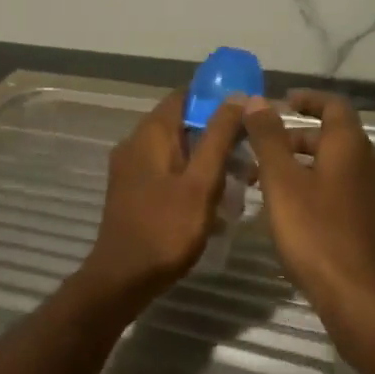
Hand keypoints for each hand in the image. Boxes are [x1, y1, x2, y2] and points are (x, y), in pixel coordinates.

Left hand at [79, 89, 247, 304]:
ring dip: (207, 159)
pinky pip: (168, 171)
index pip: (184, 96)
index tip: (247, 108)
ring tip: (241, 178)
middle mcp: (135, 144)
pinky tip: (216, 199)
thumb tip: (237, 96)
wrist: (123, 278)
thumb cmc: (166, 228)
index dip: (216, 96)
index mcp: (150, 134)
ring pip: (177, 150)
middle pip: (182, 123)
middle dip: (217, 133)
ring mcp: (132, 169)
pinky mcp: (134, 191)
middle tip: (251, 149)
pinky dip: (192, 177)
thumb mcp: (201, 182)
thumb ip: (218, 137)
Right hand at [243, 90, 374, 317]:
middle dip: (298, 140)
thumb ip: (267, 138)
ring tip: (274, 187)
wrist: (360, 298)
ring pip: (342, 168)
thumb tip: (256, 101)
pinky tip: (300, 214)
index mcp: (353, 147)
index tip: (283, 103)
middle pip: (336, 138)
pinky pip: (350, 192)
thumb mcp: (281, 182)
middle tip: (264, 154)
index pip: (334, 106)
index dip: (308, 100)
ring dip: (308, 167)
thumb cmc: (315, 233)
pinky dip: (324, 189)